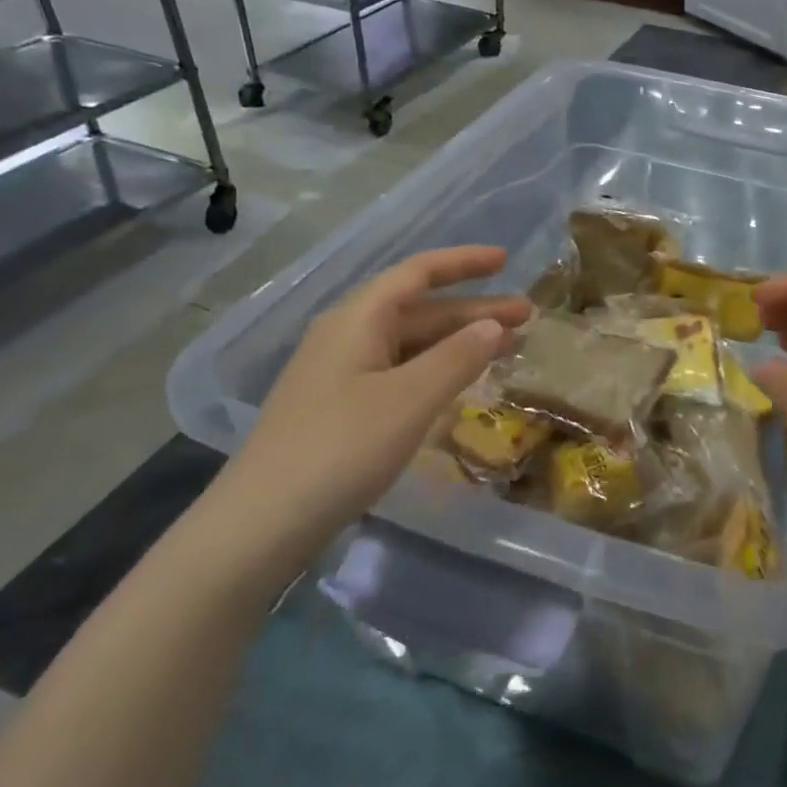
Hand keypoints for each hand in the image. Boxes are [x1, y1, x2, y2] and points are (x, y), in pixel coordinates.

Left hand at [203, 246, 531, 572]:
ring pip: (411, 342)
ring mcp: (340, 373)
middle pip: (419, 309)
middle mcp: (347, 336)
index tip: (506, 261)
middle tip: (526, 317)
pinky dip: (436, 369)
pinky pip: (399, 371)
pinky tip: (459, 384)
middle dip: (473, 309)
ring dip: (458, 341)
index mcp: (358, 319)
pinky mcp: (340, 407)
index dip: (463, 262)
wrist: (260, 525)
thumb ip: (457, 358)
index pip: (418, 273)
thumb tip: (494, 326)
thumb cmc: (340, 449)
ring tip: (505, 348)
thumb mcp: (410, 399)